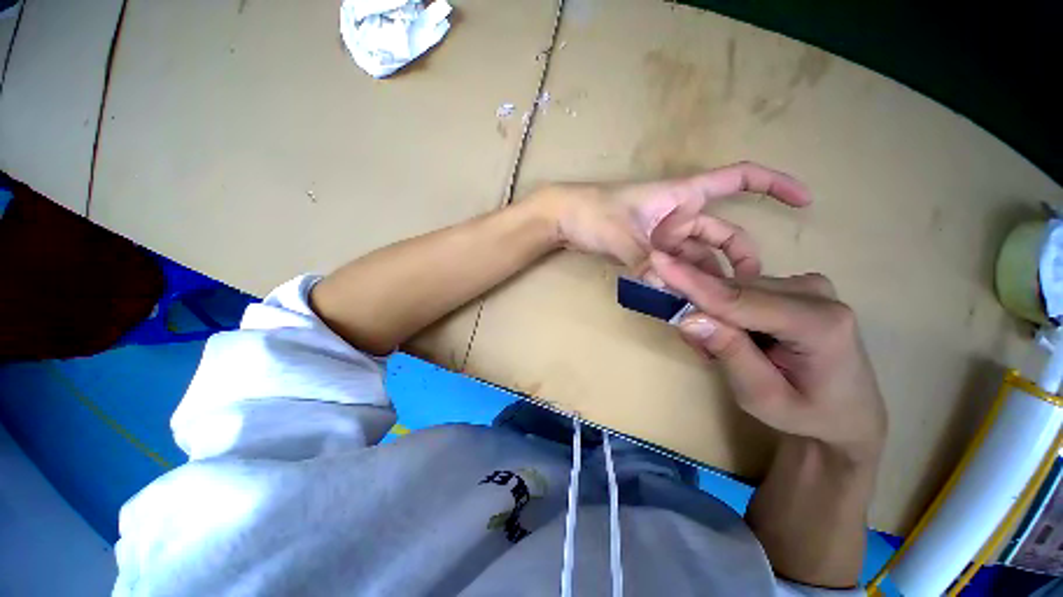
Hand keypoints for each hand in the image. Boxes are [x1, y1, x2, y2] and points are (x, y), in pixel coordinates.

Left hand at [532, 162, 810, 277]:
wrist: (564, 218)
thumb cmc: (591, 212)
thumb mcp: (620, 234)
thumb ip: (643, 262)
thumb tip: (666, 293)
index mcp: (682, 195)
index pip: (740, 178)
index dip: (774, 185)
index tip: (806, 200)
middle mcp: (680, 214)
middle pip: (724, 235)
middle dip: (738, 262)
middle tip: (746, 295)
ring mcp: (666, 234)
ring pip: (700, 257)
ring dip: (708, 279)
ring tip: (716, 308)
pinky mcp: (651, 249)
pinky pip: (678, 265)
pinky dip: (684, 281)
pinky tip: (687, 301)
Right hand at [651, 252, 887, 461]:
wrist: (849, 413)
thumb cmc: (808, 413)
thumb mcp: (763, 397)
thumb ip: (730, 354)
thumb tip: (689, 318)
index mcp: (819, 323)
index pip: (739, 299)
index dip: (693, 282)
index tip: (656, 260)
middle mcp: (815, 292)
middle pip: (734, 290)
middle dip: (699, 308)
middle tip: (700, 350)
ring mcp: (806, 285)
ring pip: (734, 288)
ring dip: (713, 313)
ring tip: (721, 351)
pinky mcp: (794, 286)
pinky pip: (742, 289)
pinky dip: (724, 309)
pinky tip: (732, 333)